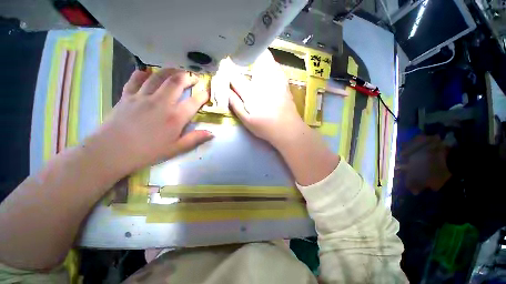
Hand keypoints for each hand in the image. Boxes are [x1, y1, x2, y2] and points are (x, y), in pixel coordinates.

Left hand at [91, 68, 212, 172]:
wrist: (112, 151)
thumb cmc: (147, 152)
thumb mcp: (176, 148)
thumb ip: (195, 139)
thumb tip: (212, 134)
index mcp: (175, 117)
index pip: (194, 102)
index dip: (203, 96)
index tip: (207, 93)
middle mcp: (161, 102)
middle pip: (177, 82)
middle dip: (188, 77)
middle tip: (194, 77)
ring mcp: (143, 97)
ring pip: (158, 77)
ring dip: (170, 71)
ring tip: (177, 70)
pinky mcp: (127, 96)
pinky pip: (136, 79)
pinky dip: (142, 74)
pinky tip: (146, 72)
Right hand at [228, 51, 305, 146]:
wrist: (288, 129)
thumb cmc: (266, 127)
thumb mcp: (247, 121)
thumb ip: (236, 105)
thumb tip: (227, 92)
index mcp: (251, 94)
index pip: (236, 78)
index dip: (228, 70)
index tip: (224, 64)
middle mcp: (263, 83)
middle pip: (252, 63)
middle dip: (245, 57)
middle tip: (239, 57)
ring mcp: (276, 82)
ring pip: (267, 61)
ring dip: (259, 57)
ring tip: (253, 57)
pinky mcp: (284, 84)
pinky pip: (277, 67)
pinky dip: (271, 64)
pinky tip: (268, 67)